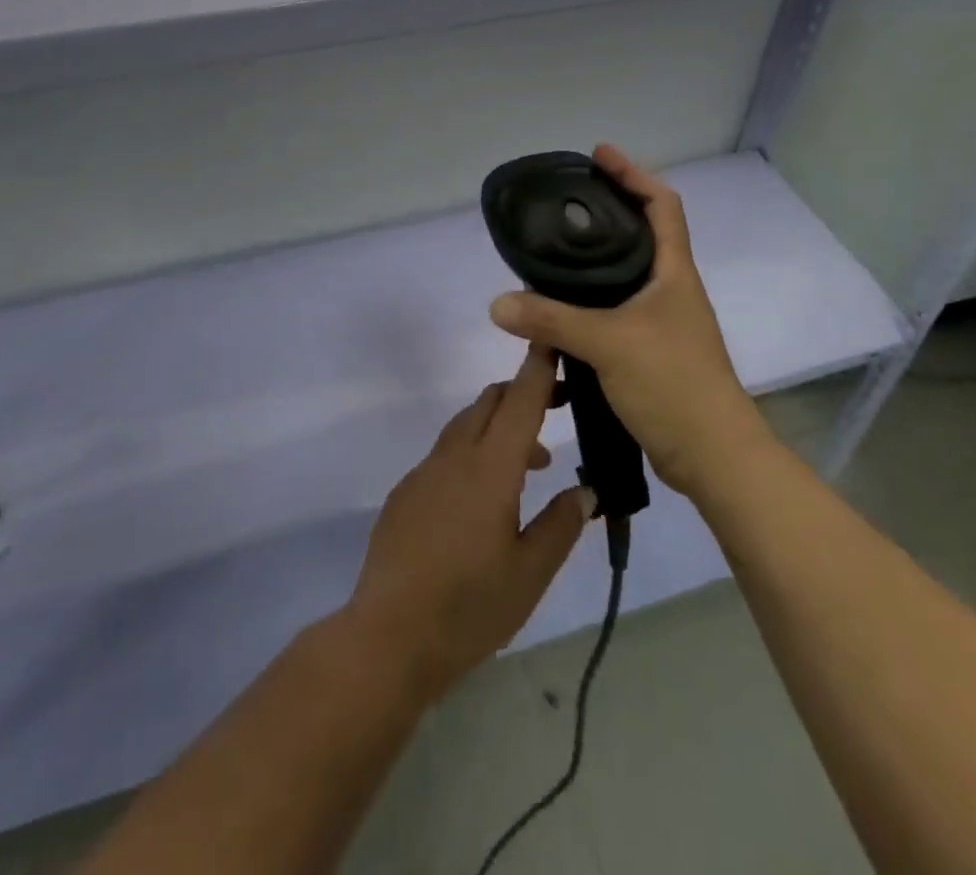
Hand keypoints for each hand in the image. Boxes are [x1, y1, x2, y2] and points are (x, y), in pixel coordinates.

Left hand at [346, 348, 593, 700]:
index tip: (554, 338)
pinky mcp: (406, 492)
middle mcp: (454, 456)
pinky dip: (474, 452)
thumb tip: (587, 490)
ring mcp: (424, 472)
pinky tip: (485, 497)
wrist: (388, 636)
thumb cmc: (470, 607)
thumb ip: (561, 525)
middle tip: (558, 408)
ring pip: (466, 425)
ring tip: (533, 464)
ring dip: (500, 427)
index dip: (539, 368)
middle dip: (523, 393)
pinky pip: (446, 454)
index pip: (520, 401)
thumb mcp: (530, 573)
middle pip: (490, 403)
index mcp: (490, 468)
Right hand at [488, 143, 761, 495]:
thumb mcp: (608, 344)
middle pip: (639, 236)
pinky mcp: (647, 354)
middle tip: (562, 205)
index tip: (599, 154)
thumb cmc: (673, 384)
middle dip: (605, 215)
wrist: (713, 456)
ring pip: (621, 281)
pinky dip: (583, 314)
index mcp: (673, 273)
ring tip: (549, 259)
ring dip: (589, 269)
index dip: (633, 173)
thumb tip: (498, 303)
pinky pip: (610, 319)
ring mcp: (660, 324)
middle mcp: (669, 291)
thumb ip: (551, 320)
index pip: (662, 204)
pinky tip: (553, 324)